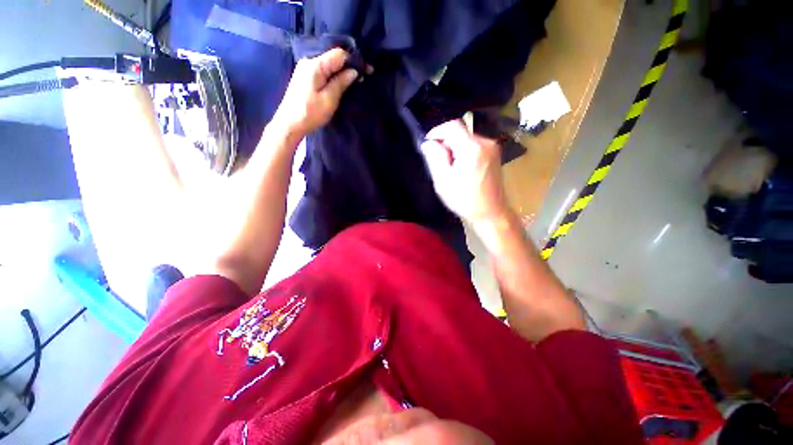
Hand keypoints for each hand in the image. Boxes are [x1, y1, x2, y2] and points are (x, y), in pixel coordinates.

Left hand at [273, 48, 360, 135]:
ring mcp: (305, 68)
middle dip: (350, 65)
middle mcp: (309, 61)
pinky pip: (323, 69)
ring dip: (342, 70)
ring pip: (329, 63)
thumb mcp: (329, 99)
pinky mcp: (305, 76)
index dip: (355, 60)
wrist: (290, 123)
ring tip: (355, 80)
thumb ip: (341, 83)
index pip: (339, 54)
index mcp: (316, 65)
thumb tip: (354, 71)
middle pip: (333, 57)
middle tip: (363, 76)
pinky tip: (341, 81)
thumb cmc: (310, 113)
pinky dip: (334, 74)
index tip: (368, 71)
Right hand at [420, 120, 508, 225]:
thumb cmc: (465, 200)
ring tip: (449, 166)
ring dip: (454, 147)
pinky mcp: (494, 154)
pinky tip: (461, 167)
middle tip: (438, 159)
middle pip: (460, 131)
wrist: (490, 212)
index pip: (452, 126)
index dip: (437, 131)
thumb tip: (428, 143)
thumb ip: (434, 158)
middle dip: (445, 141)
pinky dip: (464, 150)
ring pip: (467, 137)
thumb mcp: (443, 181)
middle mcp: (485, 143)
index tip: (428, 143)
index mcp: (472, 149)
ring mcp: (492, 148)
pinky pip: (474, 144)